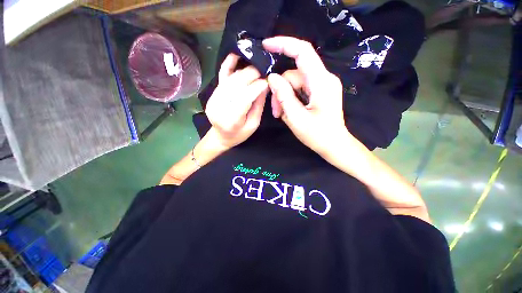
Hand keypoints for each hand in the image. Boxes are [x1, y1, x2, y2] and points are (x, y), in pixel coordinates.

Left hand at [205, 54, 268, 147]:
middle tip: (263, 71)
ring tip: (256, 67)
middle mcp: (220, 107)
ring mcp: (214, 99)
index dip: (257, 87)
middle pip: (236, 85)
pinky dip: (228, 64)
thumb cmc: (239, 134)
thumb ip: (258, 105)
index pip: (244, 98)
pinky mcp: (213, 93)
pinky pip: (221, 76)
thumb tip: (264, 86)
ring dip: (244, 70)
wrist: (221, 136)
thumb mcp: (253, 124)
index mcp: (231, 120)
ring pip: (230, 79)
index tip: (267, 81)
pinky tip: (236, 55)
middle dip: (252, 75)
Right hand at [262, 36, 347, 155]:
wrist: (334, 145)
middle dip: (280, 90)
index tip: (266, 45)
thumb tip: (271, 77)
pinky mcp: (319, 91)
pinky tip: (289, 112)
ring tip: (281, 115)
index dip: (284, 44)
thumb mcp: (296, 118)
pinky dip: (291, 99)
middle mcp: (324, 79)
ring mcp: (322, 85)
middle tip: (275, 111)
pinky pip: (300, 89)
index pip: (303, 52)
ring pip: (295, 83)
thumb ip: (283, 96)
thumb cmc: (317, 135)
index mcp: (321, 83)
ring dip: (284, 97)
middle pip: (294, 74)